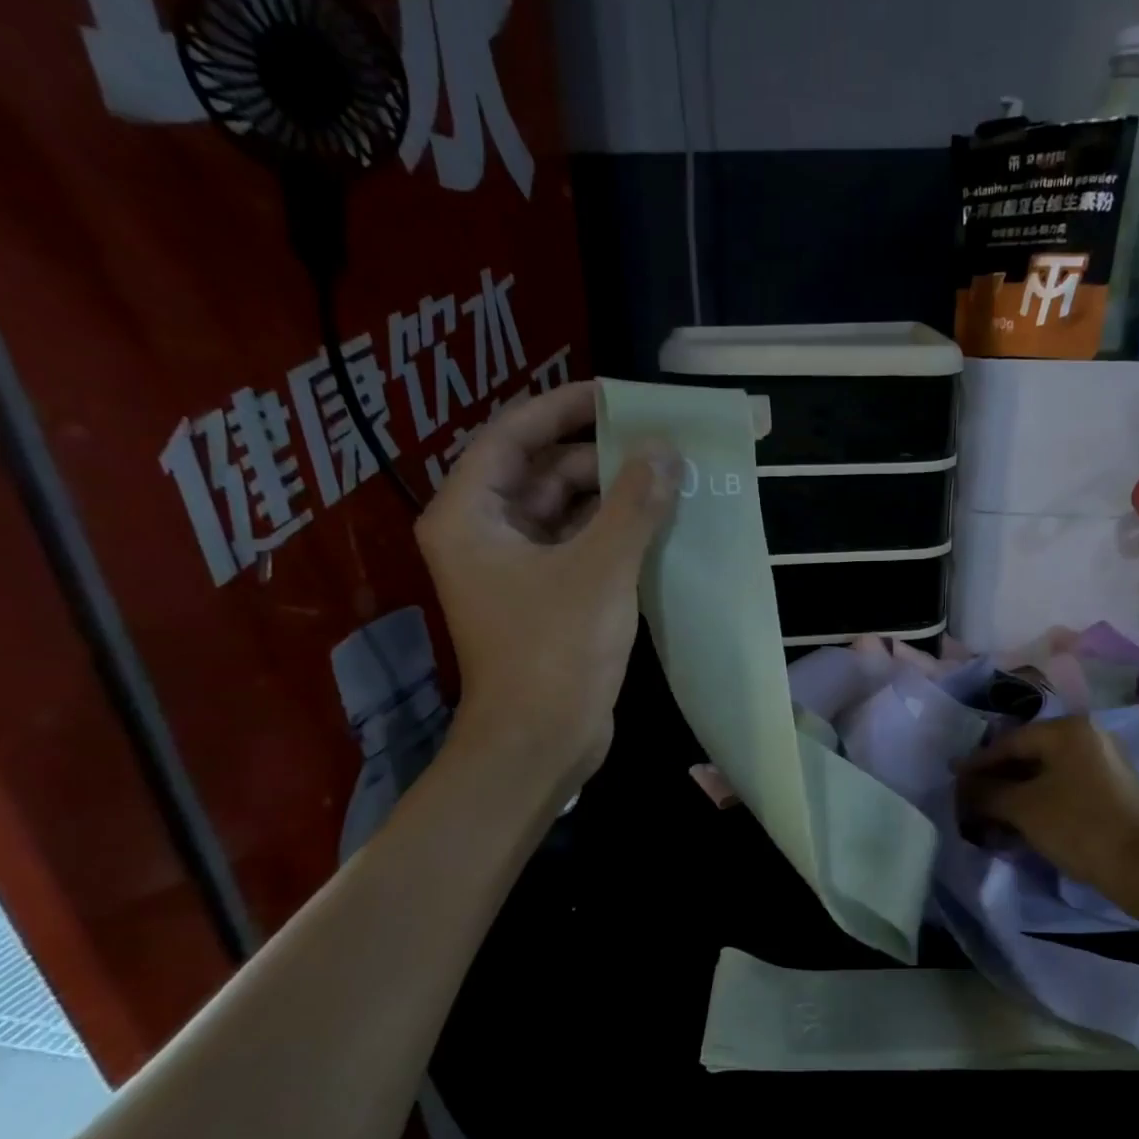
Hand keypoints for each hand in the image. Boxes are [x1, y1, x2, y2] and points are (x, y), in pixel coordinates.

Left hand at [416, 379, 678, 784]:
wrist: (541, 742)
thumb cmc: (557, 651)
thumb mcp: (601, 570)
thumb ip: (634, 504)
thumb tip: (665, 451)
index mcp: (471, 516)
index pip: (511, 435)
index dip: (561, 408)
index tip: (615, 396)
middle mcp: (485, 535)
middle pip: (541, 473)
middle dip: (598, 458)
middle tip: (658, 446)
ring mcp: (515, 570)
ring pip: (564, 513)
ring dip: (612, 498)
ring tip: (668, 481)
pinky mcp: (544, 600)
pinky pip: (578, 548)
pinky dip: (612, 535)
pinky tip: (657, 527)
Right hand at [955, 717, 1138, 895]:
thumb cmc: (1081, 826)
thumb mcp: (1024, 808)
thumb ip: (987, 792)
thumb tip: (962, 786)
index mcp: (1068, 730)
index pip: (1009, 741)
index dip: (977, 763)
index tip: (952, 781)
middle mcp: (1088, 738)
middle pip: (1028, 756)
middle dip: (996, 781)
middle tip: (968, 802)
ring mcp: (1104, 764)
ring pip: (1046, 776)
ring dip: (1016, 796)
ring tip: (990, 818)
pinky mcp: (1113, 791)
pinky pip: (1064, 789)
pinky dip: (1040, 803)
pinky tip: (1021, 825)